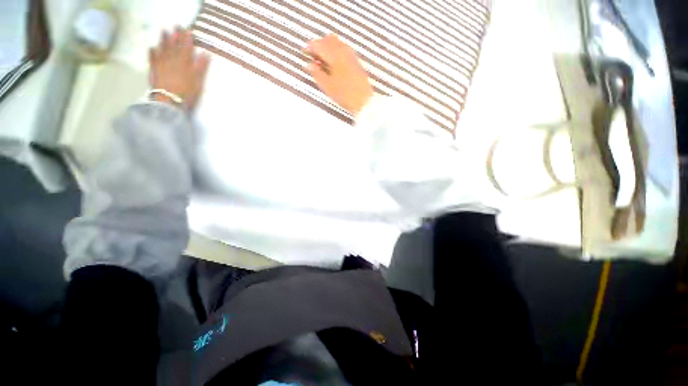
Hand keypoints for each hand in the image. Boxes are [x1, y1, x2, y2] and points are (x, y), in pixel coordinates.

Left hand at [149, 27, 209, 110]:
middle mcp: (172, 59)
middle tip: (176, 26)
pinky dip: (152, 52)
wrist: (169, 101)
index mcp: (185, 62)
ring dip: (164, 39)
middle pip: (174, 45)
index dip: (188, 38)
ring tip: (164, 31)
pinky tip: (152, 47)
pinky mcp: (154, 70)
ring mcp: (162, 63)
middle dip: (176, 35)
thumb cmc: (187, 93)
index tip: (188, 30)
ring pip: (163, 48)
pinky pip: (152, 58)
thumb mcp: (198, 81)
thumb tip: (206, 54)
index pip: (187, 47)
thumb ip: (201, 67)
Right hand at [305, 34, 373, 115]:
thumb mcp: (327, 86)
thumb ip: (317, 73)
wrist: (364, 101)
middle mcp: (343, 50)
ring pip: (337, 44)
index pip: (318, 44)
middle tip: (313, 57)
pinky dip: (336, 53)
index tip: (304, 54)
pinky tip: (334, 65)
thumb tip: (309, 65)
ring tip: (323, 62)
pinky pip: (343, 50)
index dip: (309, 48)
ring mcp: (351, 55)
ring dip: (328, 48)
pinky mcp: (356, 62)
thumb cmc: (345, 94)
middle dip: (319, 46)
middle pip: (328, 40)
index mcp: (334, 55)